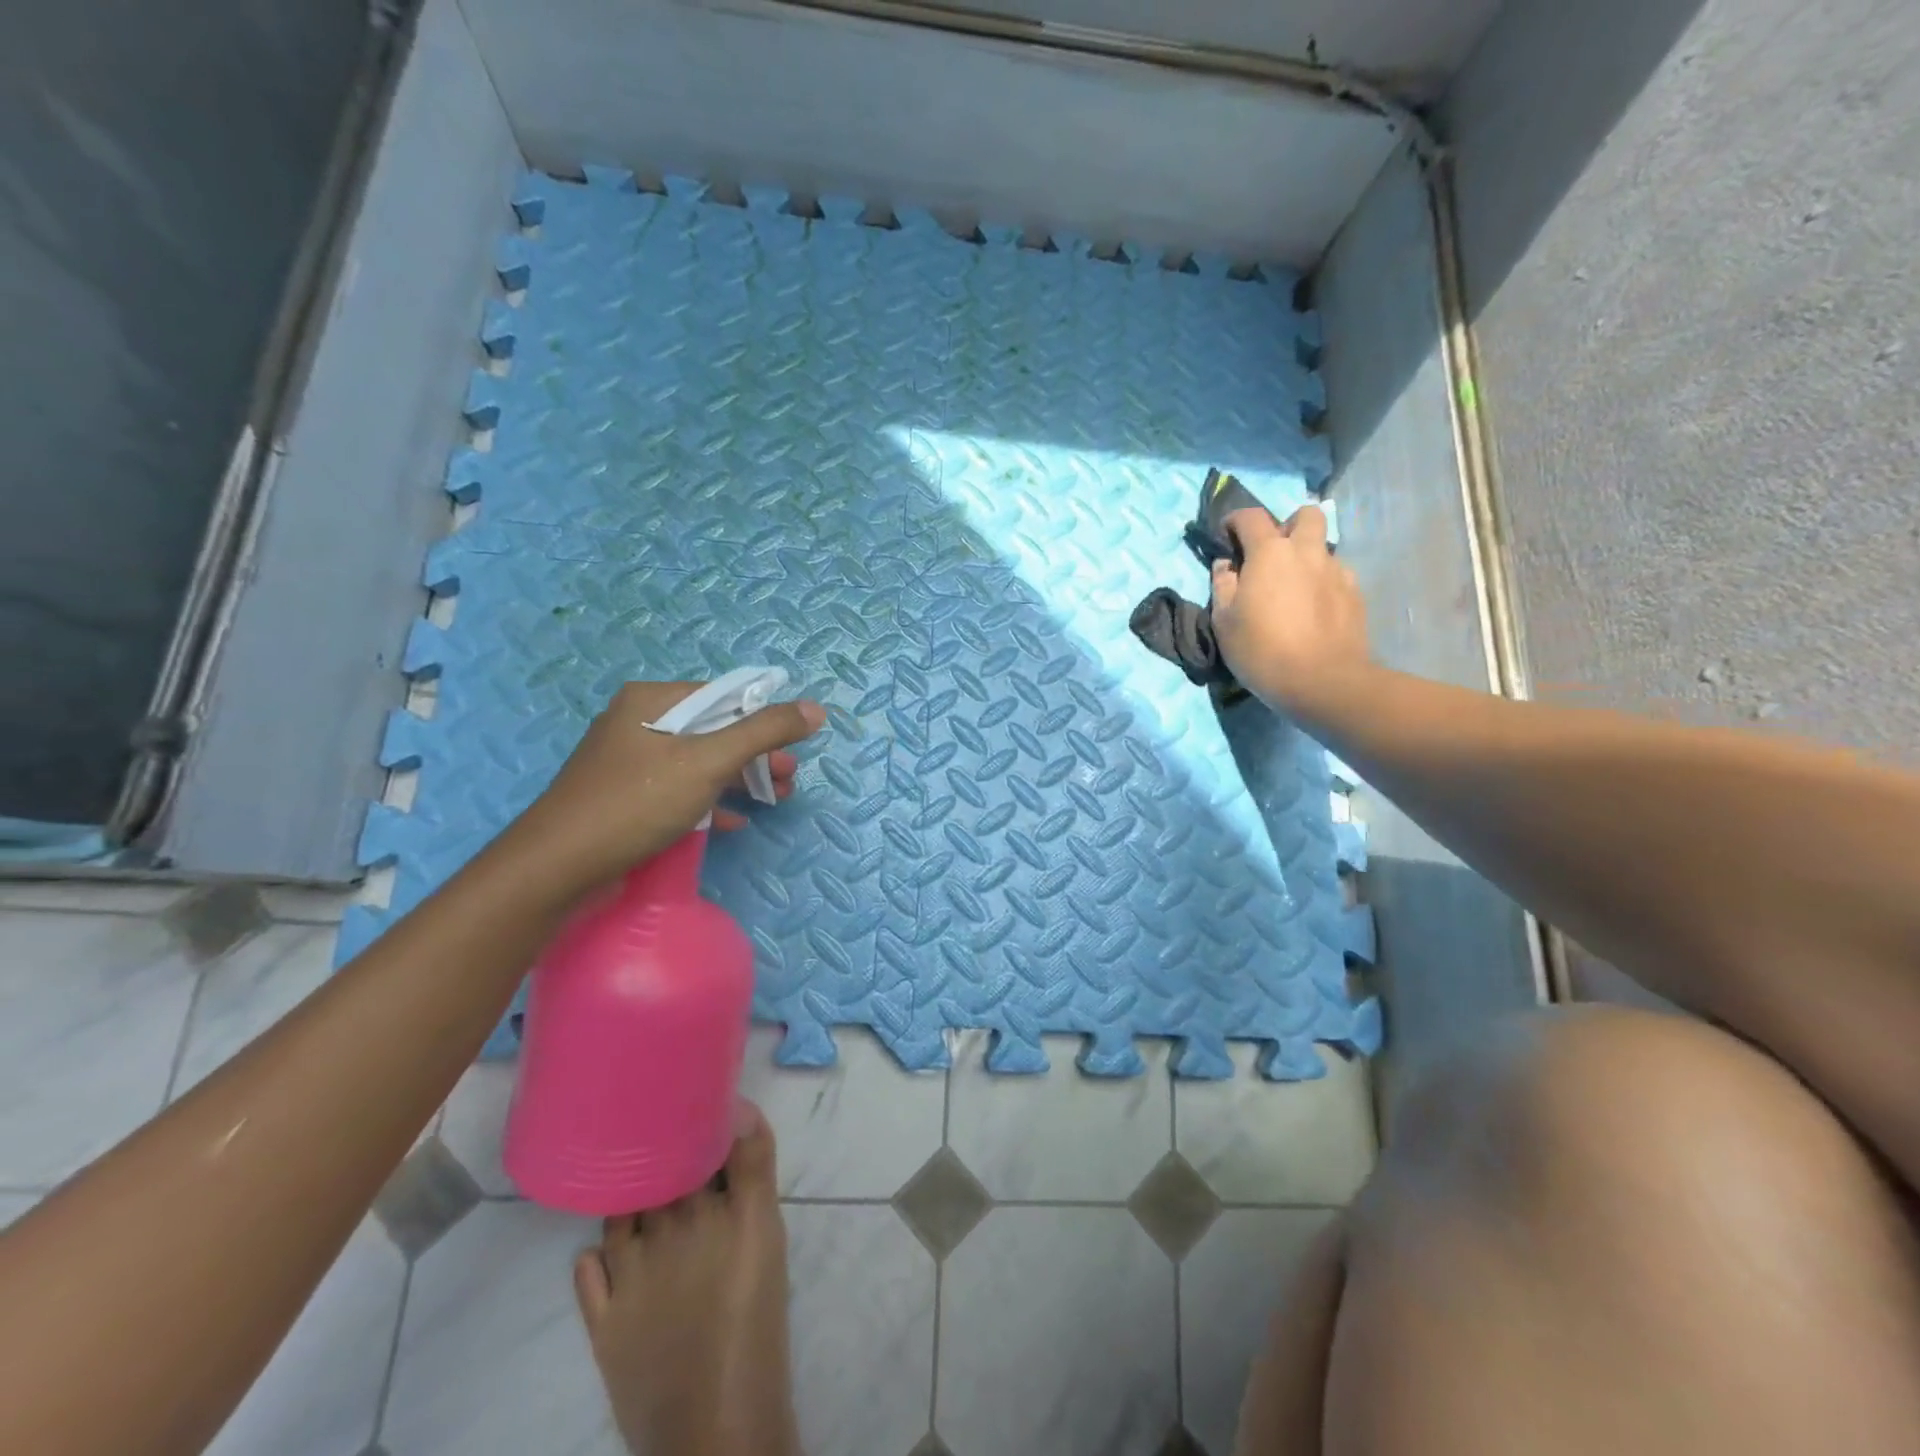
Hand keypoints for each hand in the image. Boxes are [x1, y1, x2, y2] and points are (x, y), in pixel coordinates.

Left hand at [499, 681, 825, 902]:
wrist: (557, 868)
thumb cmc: (636, 802)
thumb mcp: (708, 762)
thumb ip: (763, 733)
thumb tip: (815, 709)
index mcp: (652, 701)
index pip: (725, 694)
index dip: (765, 716)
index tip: (795, 746)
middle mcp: (639, 722)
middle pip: (715, 729)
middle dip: (758, 754)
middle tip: (790, 778)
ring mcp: (631, 762)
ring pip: (700, 761)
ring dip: (740, 779)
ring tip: (776, 799)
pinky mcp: (628, 797)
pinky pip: (680, 789)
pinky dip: (711, 801)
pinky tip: (735, 822)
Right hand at [1211, 505, 1371, 714]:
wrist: (1322, 681)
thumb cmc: (1261, 649)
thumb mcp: (1224, 621)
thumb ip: (1222, 585)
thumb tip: (1225, 565)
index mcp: (1270, 553)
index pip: (1251, 516)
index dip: (1235, 520)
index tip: (1227, 535)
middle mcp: (1307, 551)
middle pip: (1305, 515)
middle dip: (1287, 526)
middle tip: (1272, 555)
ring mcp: (1337, 571)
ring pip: (1322, 547)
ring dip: (1306, 557)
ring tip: (1293, 589)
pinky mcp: (1355, 593)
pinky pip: (1336, 575)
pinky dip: (1322, 582)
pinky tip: (1313, 610)